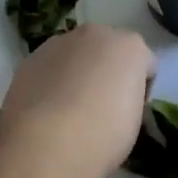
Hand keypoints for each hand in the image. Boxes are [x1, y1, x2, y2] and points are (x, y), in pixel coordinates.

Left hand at [0, 24, 155, 177]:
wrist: (47, 143)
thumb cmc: (104, 135)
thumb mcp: (134, 121)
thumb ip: (129, 97)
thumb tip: (114, 100)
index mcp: (130, 46)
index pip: (145, 63)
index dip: (141, 89)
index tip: (132, 112)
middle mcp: (95, 34)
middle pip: (108, 49)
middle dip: (107, 70)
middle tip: (102, 106)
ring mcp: (59, 42)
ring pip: (75, 54)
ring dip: (77, 71)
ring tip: (69, 109)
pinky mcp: (31, 58)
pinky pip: (50, 66)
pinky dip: (52, 80)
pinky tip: (47, 109)